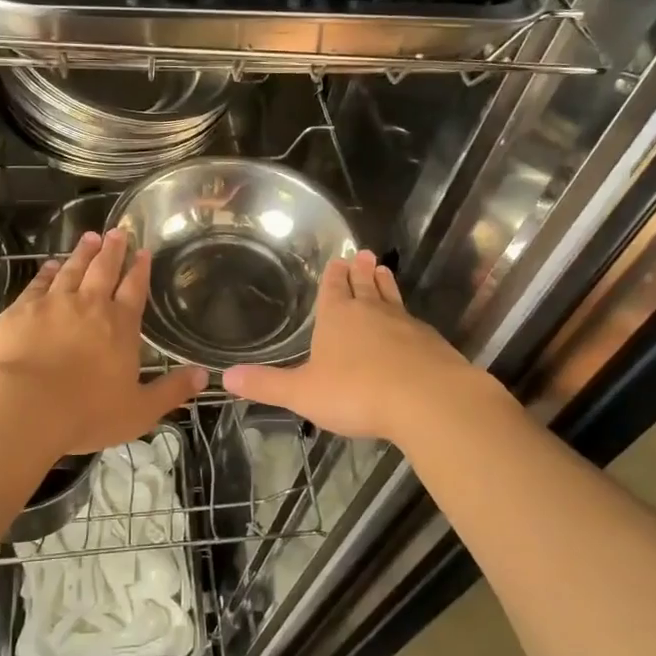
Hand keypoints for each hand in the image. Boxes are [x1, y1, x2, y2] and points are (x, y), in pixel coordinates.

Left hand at [0, 229, 206, 455]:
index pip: (134, 290)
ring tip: (90, 237)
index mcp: (120, 326)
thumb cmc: (86, 413)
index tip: (143, 251)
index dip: (140, 269)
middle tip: (117, 231)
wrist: (23, 406)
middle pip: (104, 270)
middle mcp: (89, 306)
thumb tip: (205, 375)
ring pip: (72, 270)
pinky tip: (50, 265)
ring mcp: (53, 304)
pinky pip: (38, 283)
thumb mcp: (139, 411)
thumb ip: (171, 391)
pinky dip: (47, 271)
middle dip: (113, 250)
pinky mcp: (21, 310)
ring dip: (82, 253)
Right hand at [223, 250, 488, 444]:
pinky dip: (408, 317)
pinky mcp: (430, 343)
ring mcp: (404, 325)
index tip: (338, 260)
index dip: (332, 276)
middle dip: (360, 271)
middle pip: (364, 285)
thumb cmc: (355, 392)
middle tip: (364, 254)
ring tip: (384, 270)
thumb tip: (226, 376)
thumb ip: (266, 384)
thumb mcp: (302, 392)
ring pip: (391, 297)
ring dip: (385, 284)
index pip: (332, 289)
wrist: (425, 400)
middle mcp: (370, 312)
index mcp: (337, 317)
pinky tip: (411, 323)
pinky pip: (414, 322)